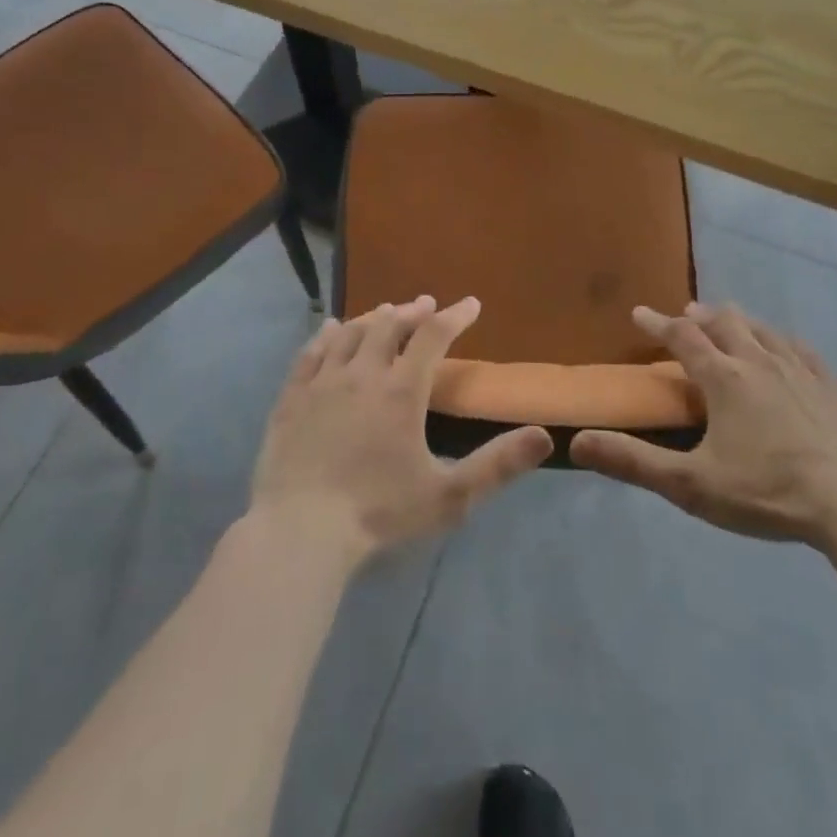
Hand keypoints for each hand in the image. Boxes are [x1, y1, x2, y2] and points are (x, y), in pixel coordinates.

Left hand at [250, 296, 552, 565]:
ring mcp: (322, 383)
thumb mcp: (449, 497)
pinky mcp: (291, 398)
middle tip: (425, 305)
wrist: (300, 532)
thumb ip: (497, 465)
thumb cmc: (379, 514)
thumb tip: (545, 436)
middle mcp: (362, 374)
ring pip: (351, 333)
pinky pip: (311, 353)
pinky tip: (332, 329)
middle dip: (412, 311)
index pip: (433, 336)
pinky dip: (327, 335)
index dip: (455, 316)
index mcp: (401, 391)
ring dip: (373, 318)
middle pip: (389, 325)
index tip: (471, 304)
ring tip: (386, 312)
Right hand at [570, 303, 836, 546]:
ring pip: (762, 330)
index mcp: (723, 378)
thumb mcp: (691, 485)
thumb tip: (578, 441)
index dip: (657, 323)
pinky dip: (782, 340)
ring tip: (729, 320)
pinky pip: (801, 348)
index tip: (639, 313)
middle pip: (725, 323)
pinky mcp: (831, 387)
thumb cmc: (768, 491)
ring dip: (739, 321)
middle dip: (701, 316)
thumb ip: (633, 462)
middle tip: (687, 314)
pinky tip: (786, 346)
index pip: (682, 338)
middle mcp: (758, 362)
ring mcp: (799, 370)